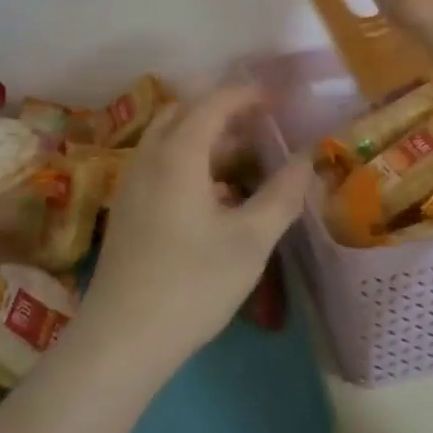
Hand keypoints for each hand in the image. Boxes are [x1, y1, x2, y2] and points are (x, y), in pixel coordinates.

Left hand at [78, 86, 313, 371]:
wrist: (122, 338)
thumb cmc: (192, 284)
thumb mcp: (249, 241)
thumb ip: (282, 194)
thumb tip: (309, 159)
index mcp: (177, 154)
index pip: (213, 103)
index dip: (246, 95)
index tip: (278, 97)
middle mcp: (149, 157)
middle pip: (184, 113)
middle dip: (222, 109)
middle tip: (260, 120)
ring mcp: (132, 183)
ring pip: (168, 139)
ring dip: (204, 135)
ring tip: (243, 154)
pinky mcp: (127, 208)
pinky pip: (160, 163)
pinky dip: (189, 159)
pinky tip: (215, 193)